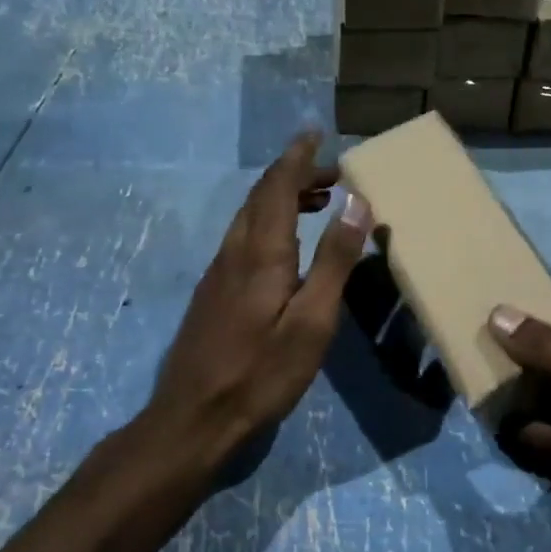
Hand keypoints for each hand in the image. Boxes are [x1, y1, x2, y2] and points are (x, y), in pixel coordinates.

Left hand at [149, 133, 371, 462]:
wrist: (194, 418)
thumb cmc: (262, 371)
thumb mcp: (313, 320)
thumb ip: (334, 260)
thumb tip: (356, 202)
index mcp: (261, 252)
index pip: (278, 186)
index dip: (298, 157)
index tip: (316, 133)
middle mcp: (235, 251)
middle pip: (261, 195)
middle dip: (295, 174)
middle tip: (333, 172)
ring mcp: (219, 272)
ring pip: (250, 216)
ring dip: (282, 197)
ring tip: (319, 201)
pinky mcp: (214, 292)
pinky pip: (244, 237)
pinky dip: (270, 221)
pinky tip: (287, 244)